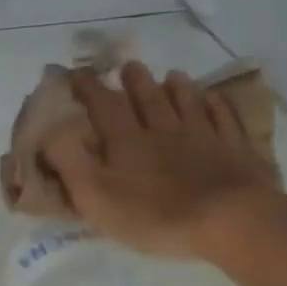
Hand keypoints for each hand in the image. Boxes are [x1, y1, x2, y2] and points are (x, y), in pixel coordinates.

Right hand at [40, 61, 286, 262]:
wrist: (228, 219)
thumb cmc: (156, 216)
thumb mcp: (97, 198)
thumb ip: (71, 163)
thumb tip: (51, 132)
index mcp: (128, 141)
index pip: (103, 105)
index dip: (88, 87)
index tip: (77, 72)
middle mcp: (164, 129)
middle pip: (148, 97)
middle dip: (135, 80)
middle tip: (129, 66)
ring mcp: (204, 135)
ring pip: (187, 101)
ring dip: (177, 87)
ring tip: (172, 76)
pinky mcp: (235, 148)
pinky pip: (225, 118)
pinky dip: (218, 105)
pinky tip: (215, 99)